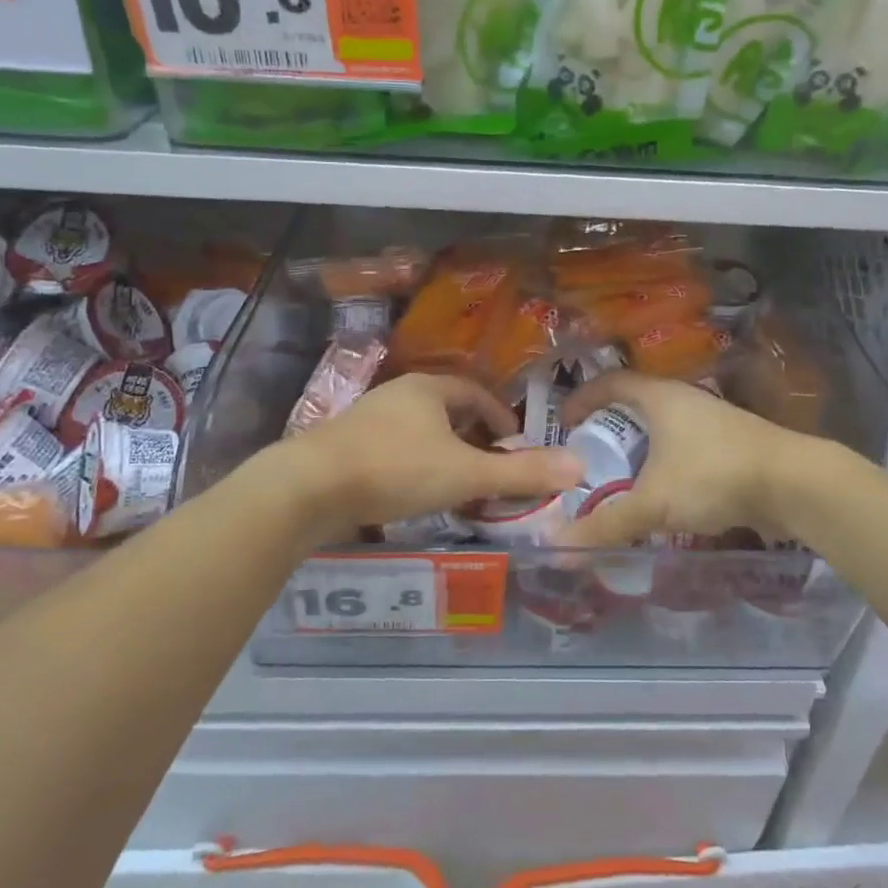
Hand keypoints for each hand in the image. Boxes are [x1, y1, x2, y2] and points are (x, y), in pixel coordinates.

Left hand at [272, 373, 581, 538]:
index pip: (476, 393)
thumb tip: (578, 467)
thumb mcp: (466, 473)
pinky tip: (414, 497)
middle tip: (491, 470)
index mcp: (428, 389)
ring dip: (443, 456)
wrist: (308, 488)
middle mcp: (398, 396)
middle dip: (473, 439)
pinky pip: (393, 453)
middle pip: (447, 412)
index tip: (516, 445)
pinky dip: (414, 470)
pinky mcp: (345, 449)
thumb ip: (521, 473)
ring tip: (458, 487)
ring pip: (419, 434)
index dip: (500, 418)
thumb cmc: (396, 469)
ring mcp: (367, 421)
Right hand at [557, 372, 814, 547]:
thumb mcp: (654, 502)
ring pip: (663, 429)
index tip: (562, 424)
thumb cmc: (714, 476)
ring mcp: (712, 421)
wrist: (794, 484)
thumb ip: (606, 525)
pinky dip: (665, 466)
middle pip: (635, 405)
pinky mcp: (732, 445)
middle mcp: (685, 400)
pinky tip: (663, 495)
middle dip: (608, 429)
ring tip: (620, 480)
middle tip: (587, 458)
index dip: (581, 398)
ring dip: (639, 450)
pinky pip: (685, 449)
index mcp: (660, 397)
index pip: (609, 382)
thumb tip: (554, 549)